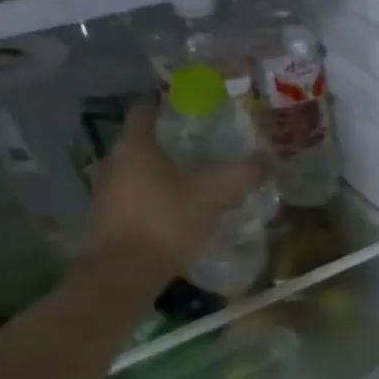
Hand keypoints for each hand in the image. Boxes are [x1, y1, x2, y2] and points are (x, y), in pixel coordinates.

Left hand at [86, 104, 266, 280]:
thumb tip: (270, 159)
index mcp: (135, 145)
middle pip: (145, 141)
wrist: (124, 273)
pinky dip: (161, 195)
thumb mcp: (214, 195)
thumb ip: (242, 175)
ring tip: (201, 177)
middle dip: (175, 141)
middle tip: (208, 144)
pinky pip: (140, 196)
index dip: (170, 105)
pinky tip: (185, 208)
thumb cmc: (166, 221)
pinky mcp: (111, 219)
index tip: (196, 108)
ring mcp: (109, 192)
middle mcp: (115, 162)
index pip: (146, 110)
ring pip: (143, 170)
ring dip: (168, 171)